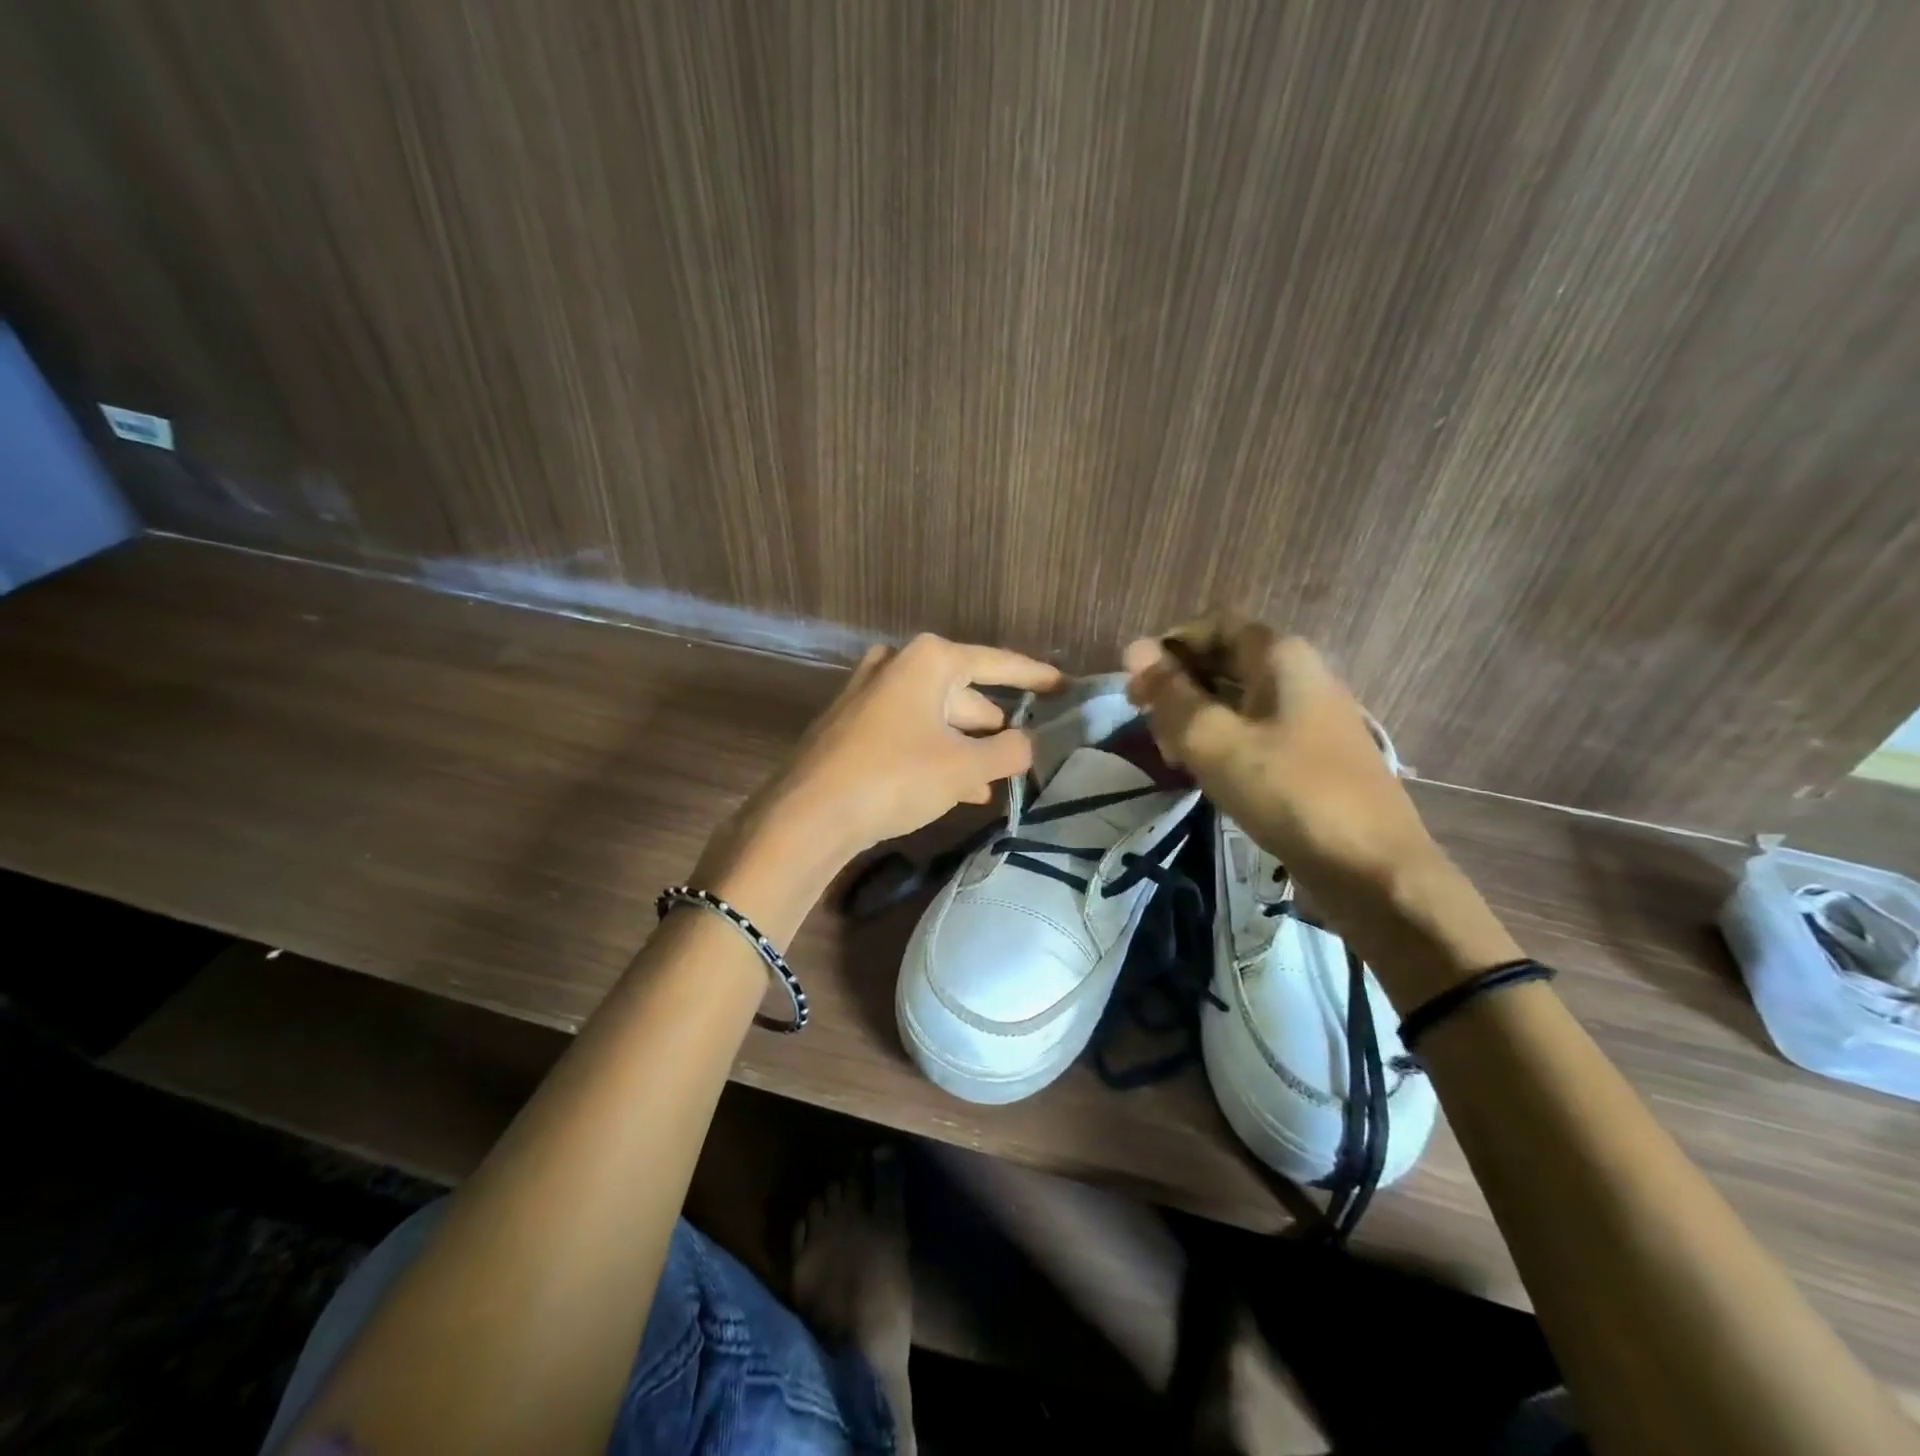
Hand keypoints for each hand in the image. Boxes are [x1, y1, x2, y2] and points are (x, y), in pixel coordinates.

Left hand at [695, 635, 1061, 932]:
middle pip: (962, 692)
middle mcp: (896, 665)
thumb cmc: (895, 777)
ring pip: (934, 717)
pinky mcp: (851, 724)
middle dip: (992, 724)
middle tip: (1024, 745)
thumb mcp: (965, 767)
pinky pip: (908, 733)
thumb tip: (1028, 742)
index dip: (1033, 676)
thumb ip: (1009, 750)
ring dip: (964, 747)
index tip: (1062, 684)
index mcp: (928, 660)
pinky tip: (958, 789)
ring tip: (994, 780)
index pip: (995, 663)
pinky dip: (935, 754)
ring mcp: (868, 693)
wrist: (808, 814)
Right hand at [1122, 616, 1431, 885]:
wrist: (1372, 867)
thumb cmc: (1288, 791)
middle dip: (1179, 687)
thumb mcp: (1213, 741)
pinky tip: (1207, 774)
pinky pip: (1255, 730)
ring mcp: (1310, 715)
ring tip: (1173, 757)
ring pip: (1236, 700)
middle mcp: (1300, 674)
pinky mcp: (1312, 753)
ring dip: (1196, 719)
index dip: (1169, 648)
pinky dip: (1223, 742)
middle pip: (1223, 661)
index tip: (1138, 687)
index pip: (1213, 626)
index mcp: (1280, 656)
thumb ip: (1170, 694)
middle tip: (1150, 728)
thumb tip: (1134, 648)